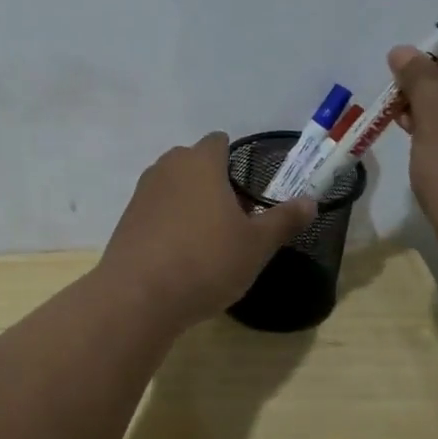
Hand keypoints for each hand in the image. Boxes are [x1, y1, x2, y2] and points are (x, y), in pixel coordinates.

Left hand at [100, 133, 316, 326]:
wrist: (139, 296)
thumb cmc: (206, 261)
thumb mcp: (257, 245)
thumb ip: (284, 219)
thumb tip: (310, 201)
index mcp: (200, 162)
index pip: (218, 142)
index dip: (235, 159)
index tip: (249, 189)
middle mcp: (167, 168)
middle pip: (194, 163)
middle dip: (213, 182)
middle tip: (234, 217)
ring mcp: (142, 193)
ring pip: (173, 187)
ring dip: (190, 203)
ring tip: (209, 238)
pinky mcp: (126, 220)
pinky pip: (156, 211)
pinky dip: (169, 223)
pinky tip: (181, 255)